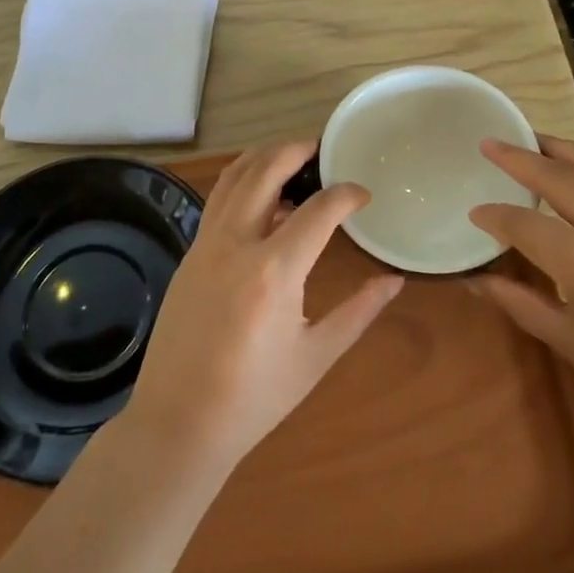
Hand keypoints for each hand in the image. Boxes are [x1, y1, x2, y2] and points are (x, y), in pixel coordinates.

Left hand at [127, 141, 403, 471]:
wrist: (178, 424)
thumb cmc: (254, 397)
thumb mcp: (316, 356)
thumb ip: (359, 312)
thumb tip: (395, 281)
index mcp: (274, 271)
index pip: (319, 210)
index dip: (347, 195)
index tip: (364, 196)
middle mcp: (236, 244)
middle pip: (266, 170)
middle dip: (296, 150)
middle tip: (322, 149)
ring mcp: (205, 245)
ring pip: (233, 177)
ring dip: (264, 158)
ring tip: (291, 157)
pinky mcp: (189, 254)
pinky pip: (217, 200)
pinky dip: (241, 182)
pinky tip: (260, 197)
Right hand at [468, 135, 573, 468]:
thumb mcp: (572, 342)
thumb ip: (520, 302)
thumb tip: (475, 280)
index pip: (526, 226)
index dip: (495, 217)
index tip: (476, 213)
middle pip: (560, 178)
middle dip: (520, 158)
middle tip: (490, 142)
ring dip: (559, 150)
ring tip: (531, 138)